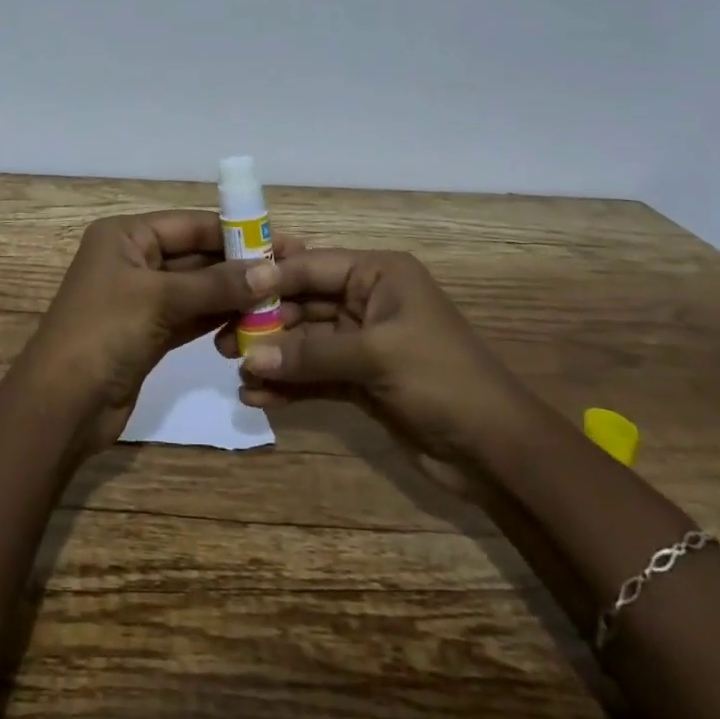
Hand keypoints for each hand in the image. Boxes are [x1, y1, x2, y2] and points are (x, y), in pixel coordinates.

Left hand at [20, 211, 277, 452]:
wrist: (62, 403)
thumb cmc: (104, 332)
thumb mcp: (160, 299)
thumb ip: (215, 284)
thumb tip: (269, 272)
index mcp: (125, 236)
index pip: (188, 224)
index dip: (234, 231)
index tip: (279, 240)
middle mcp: (133, 260)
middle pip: (194, 255)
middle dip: (238, 263)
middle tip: (289, 270)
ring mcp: (141, 299)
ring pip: (196, 288)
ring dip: (233, 293)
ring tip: (281, 296)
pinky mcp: (149, 333)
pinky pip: (191, 316)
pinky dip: (218, 317)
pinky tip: (253, 320)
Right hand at [214, 248, 534, 469]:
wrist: (498, 452)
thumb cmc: (441, 379)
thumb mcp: (375, 356)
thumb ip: (310, 354)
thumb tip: (250, 359)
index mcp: (379, 275)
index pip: (312, 266)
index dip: (270, 276)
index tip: (226, 287)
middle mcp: (368, 301)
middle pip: (304, 303)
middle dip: (265, 321)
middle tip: (222, 336)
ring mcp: (363, 342)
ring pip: (306, 340)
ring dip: (273, 355)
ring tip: (235, 369)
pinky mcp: (362, 380)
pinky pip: (316, 374)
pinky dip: (290, 384)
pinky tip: (259, 397)